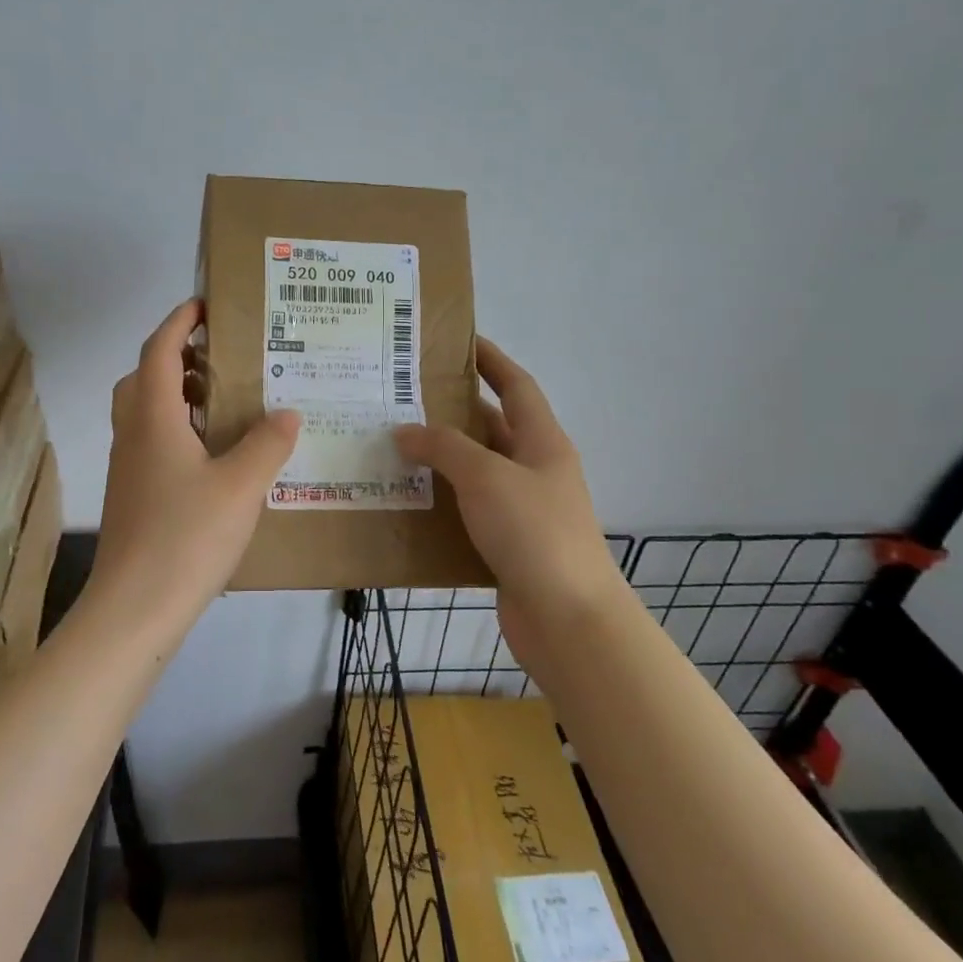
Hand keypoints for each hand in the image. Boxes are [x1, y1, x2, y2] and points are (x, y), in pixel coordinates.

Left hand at [94, 299, 301, 610]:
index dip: (179, 321)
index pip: (159, 350)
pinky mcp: (132, 496)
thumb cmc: (186, 537)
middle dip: (178, 357)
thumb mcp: (241, 486)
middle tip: (220, 358)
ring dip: (177, 395)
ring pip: (145, 412)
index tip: (206, 304)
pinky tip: (214, 458)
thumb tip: (287, 412)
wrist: (133, 609)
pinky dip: (177, 431)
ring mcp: (128, 468)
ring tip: (224, 404)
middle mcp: (133, 434)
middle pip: (145, 377)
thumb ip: (267, 444)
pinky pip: (151, 443)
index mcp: (153, 418)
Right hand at [392, 339, 619, 643]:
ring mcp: (523, 509)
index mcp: (543, 442)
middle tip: (405, 398)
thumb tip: (405, 431)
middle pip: (493, 427)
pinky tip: (409, 500)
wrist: (568, 619)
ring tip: (394, 445)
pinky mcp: (508, 543)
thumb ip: (444, 448)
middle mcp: (536, 470)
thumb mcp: (487, 477)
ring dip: (442, 459)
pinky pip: (470, 510)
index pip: (516, 386)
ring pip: (477, 471)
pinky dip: (443, 501)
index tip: (458, 342)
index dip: (490, 360)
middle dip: (453, 411)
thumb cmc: (534, 532)